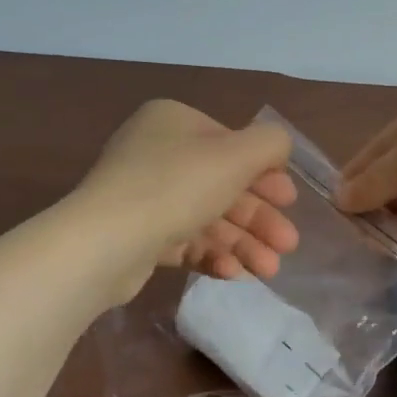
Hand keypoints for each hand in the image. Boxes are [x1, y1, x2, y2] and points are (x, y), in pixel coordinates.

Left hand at [75, 101, 298, 296]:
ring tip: (268, 271)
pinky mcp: (137, 236)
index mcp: (175, 122)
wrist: (105, 242)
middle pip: (223, 186)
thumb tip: (279, 147)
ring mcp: (144, 196)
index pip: (232, 145)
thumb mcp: (236, 155)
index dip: (267, 175)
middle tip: (288, 245)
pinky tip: (233, 274)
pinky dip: (212, 255)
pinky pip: (184, 241)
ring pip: (207, 218)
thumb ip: (270, 144)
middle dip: (259, 218)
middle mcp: (157, 153)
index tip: (291, 202)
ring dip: (243, 243)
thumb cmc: (176, 186)